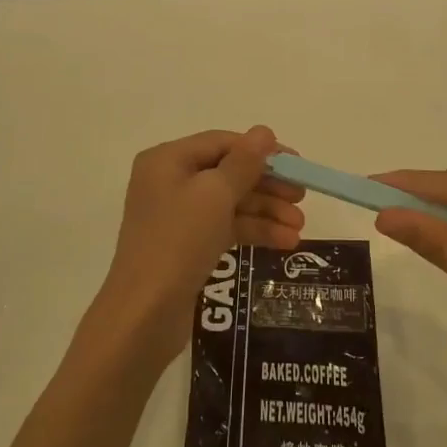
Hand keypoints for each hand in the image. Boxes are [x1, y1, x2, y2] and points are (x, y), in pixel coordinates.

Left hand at [96, 127, 305, 362]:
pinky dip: (253, 231)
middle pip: (228, 173)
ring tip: (300, 228)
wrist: (144, 315)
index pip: (222, 143)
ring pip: (230, 203)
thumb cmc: (177, 242)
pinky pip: (225, 227)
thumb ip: (243, 162)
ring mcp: (177, 215)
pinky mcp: (186, 245)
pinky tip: (285, 243)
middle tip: (302, 197)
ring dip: (266, 212)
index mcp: (167, 160)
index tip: (296, 163)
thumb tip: (265, 131)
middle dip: (267, 185)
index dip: (261, 151)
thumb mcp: (214, 195)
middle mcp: (169, 181)